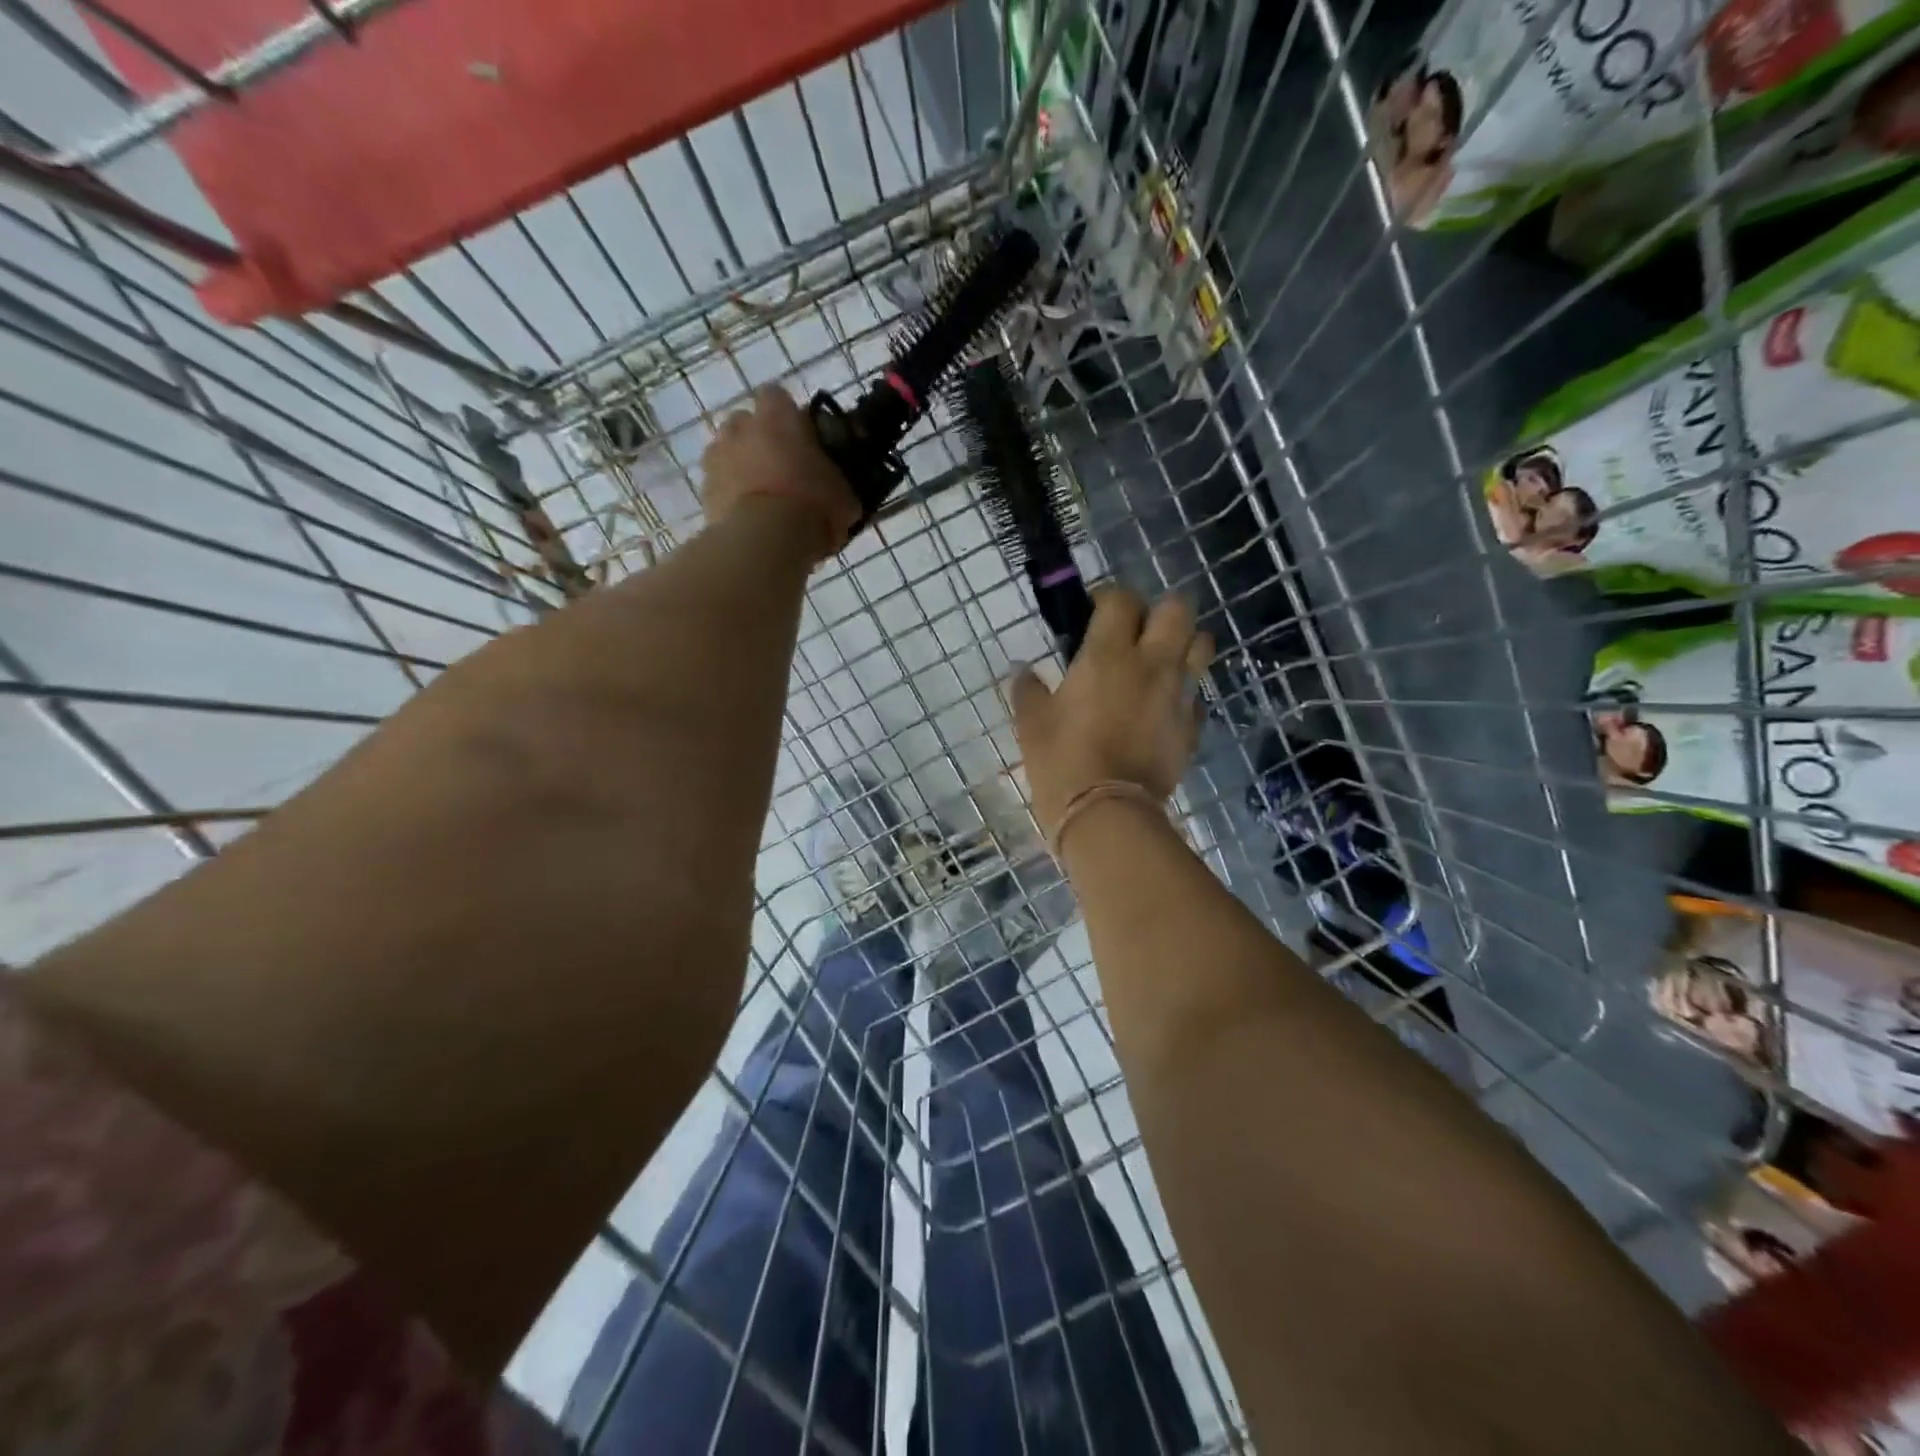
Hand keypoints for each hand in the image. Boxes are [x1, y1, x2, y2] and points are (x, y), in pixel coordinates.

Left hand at [701, 385, 858, 559]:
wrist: (765, 541)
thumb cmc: (812, 506)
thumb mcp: (844, 496)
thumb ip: (839, 483)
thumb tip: (843, 491)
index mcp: (777, 416)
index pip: (777, 396)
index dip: (788, 416)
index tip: (803, 439)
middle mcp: (740, 426)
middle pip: (746, 422)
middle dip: (759, 439)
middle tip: (782, 468)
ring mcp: (716, 457)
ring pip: (727, 451)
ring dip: (741, 466)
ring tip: (761, 495)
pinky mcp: (703, 490)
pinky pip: (717, 484)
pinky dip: (729, 494)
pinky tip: (748, 517)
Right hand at [1008, 587, 1212, 840]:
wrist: (1107, 814)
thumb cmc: (1062, 762)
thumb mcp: (1031, 724)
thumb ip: (1028, 690)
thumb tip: (1022, 671)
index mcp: (1108, 655)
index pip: (1120, 599)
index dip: (1107, 597)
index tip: (1092, 612)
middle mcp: (1151, 664)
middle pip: (1176, 608)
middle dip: (1157, 611)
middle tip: (1134, 632)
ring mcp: (1179, 694)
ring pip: (1202, 644)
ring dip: (1183, 643)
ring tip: (1159, 661)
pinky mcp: (1192, 727)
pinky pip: (1197, 694)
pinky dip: (1183, 692)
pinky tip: (1162, 708)